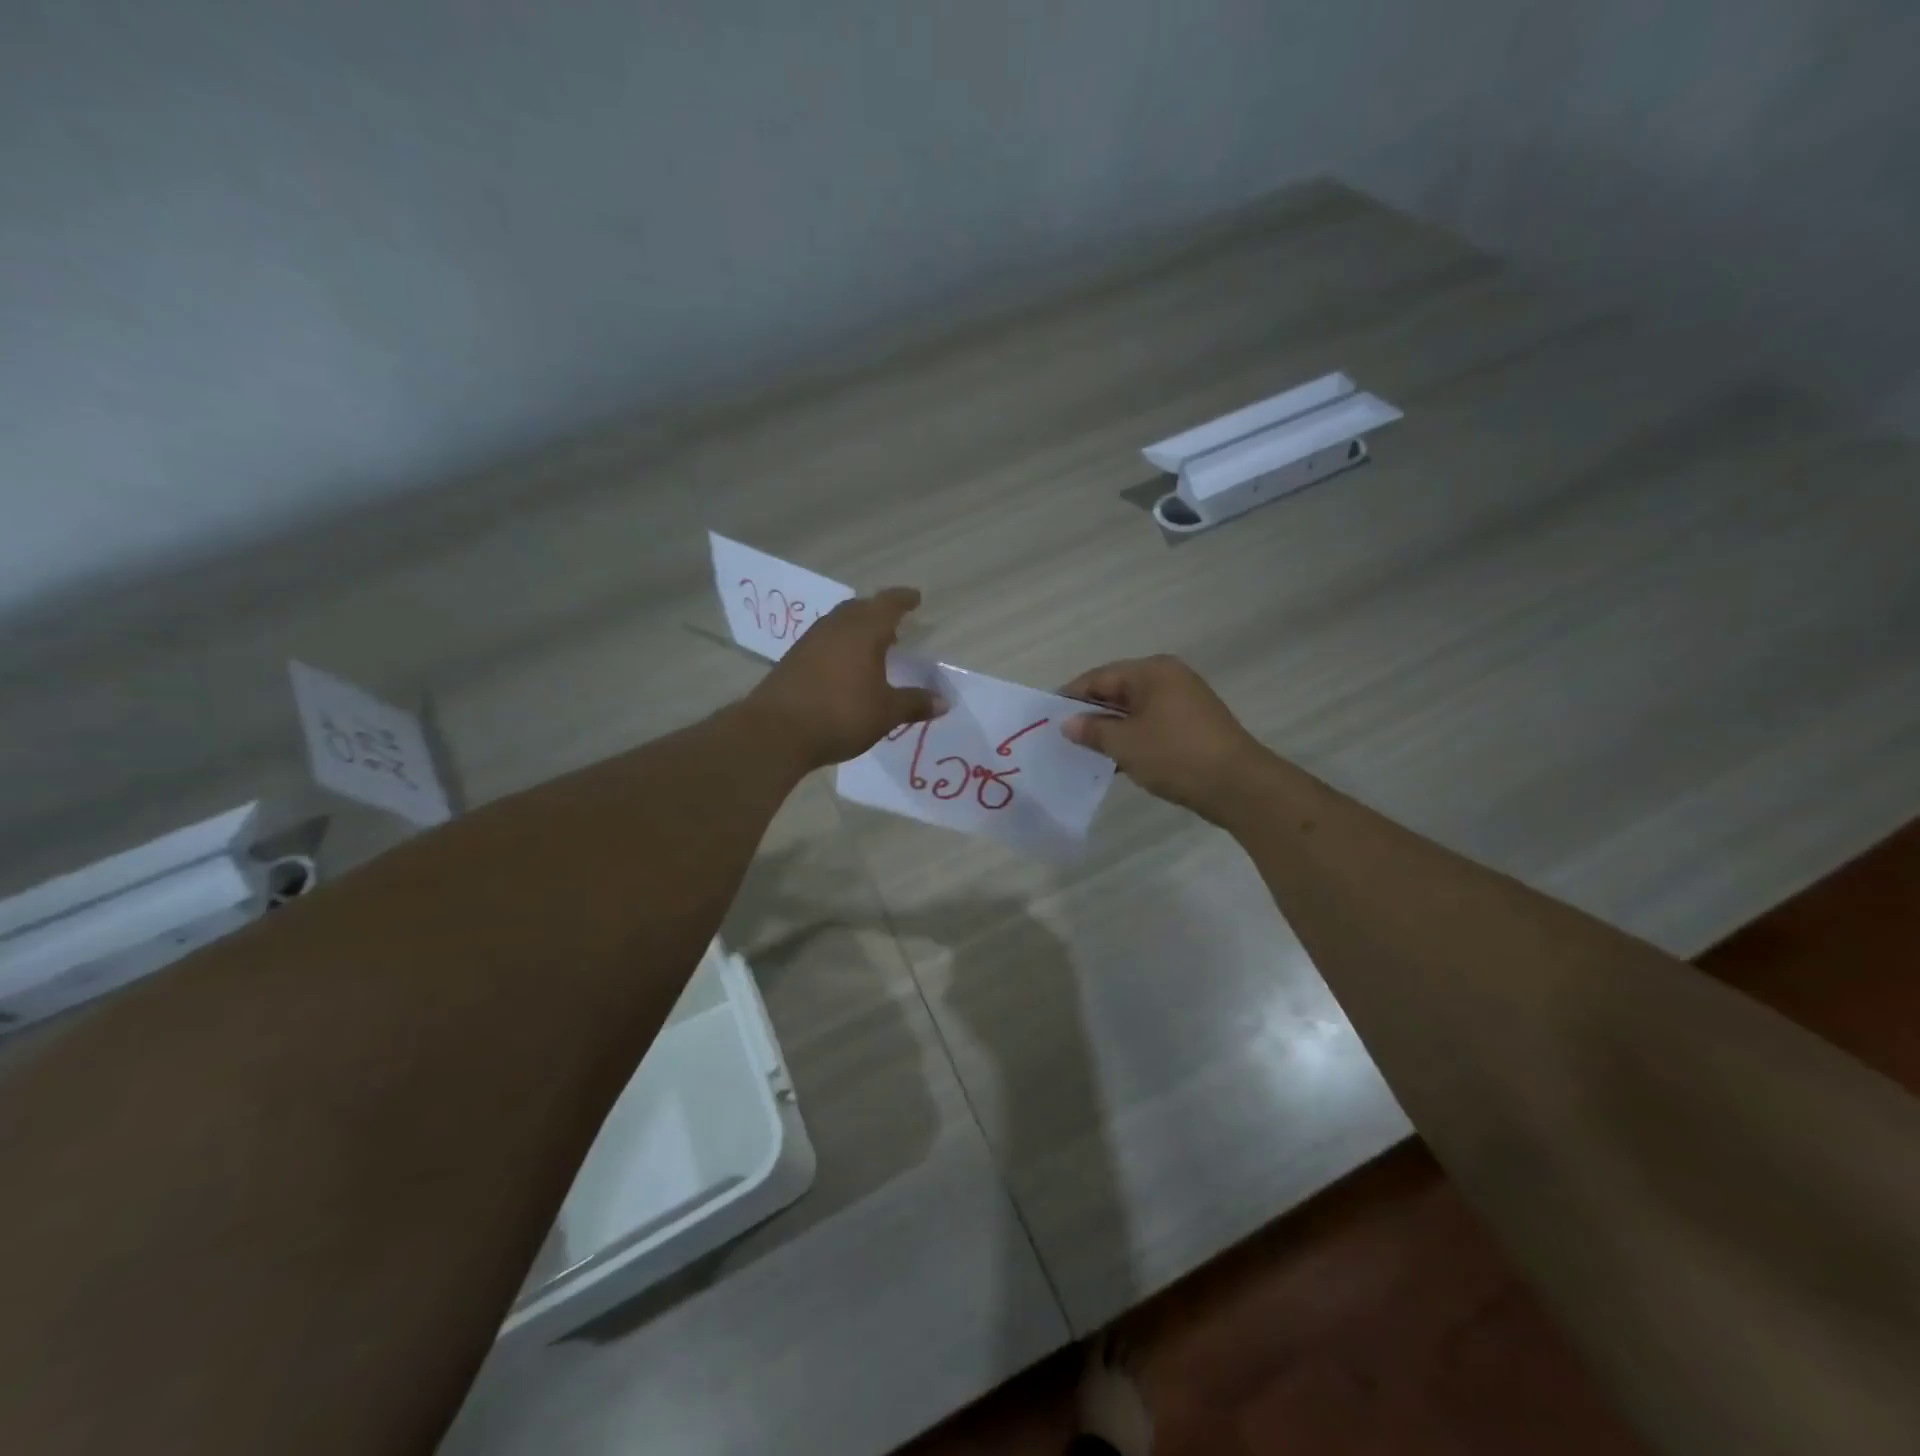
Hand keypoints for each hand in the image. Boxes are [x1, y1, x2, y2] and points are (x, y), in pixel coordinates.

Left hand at [744, 587, 942, 767]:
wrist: (776, 731)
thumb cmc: (841, 715)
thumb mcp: (886, 712)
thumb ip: (914, 703)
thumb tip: (943, 701)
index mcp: (864, 630)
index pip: (888, 604)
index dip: (904, 600)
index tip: (916, 599)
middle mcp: (836, 627)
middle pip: (860, 608)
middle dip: (879, 612)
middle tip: (895, 625)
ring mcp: (810, 641)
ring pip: (839, 623)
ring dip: (857, 628)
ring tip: (872, 646)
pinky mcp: (792, 659)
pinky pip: (824, 641)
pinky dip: (840, 645)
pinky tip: (844, 666)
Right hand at [1060, 655, 1269, 821]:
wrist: (1239, 786)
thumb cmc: (1175, 755)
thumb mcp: (1125, 743)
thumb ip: (1092, 730)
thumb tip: (1068, 723)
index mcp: (1152, 671)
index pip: (1099, 677)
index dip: (1071, 696)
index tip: (1048, 718)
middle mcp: (1169, 678)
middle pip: (1117, 691)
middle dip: (1091, 714)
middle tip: (1064, 737)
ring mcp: (1184, 702)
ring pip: (1134, 711)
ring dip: (1111, 730)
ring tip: (1086, 752)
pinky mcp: (1193, 726)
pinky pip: (1152, 725)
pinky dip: (1133, 739)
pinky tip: (1116, 761)